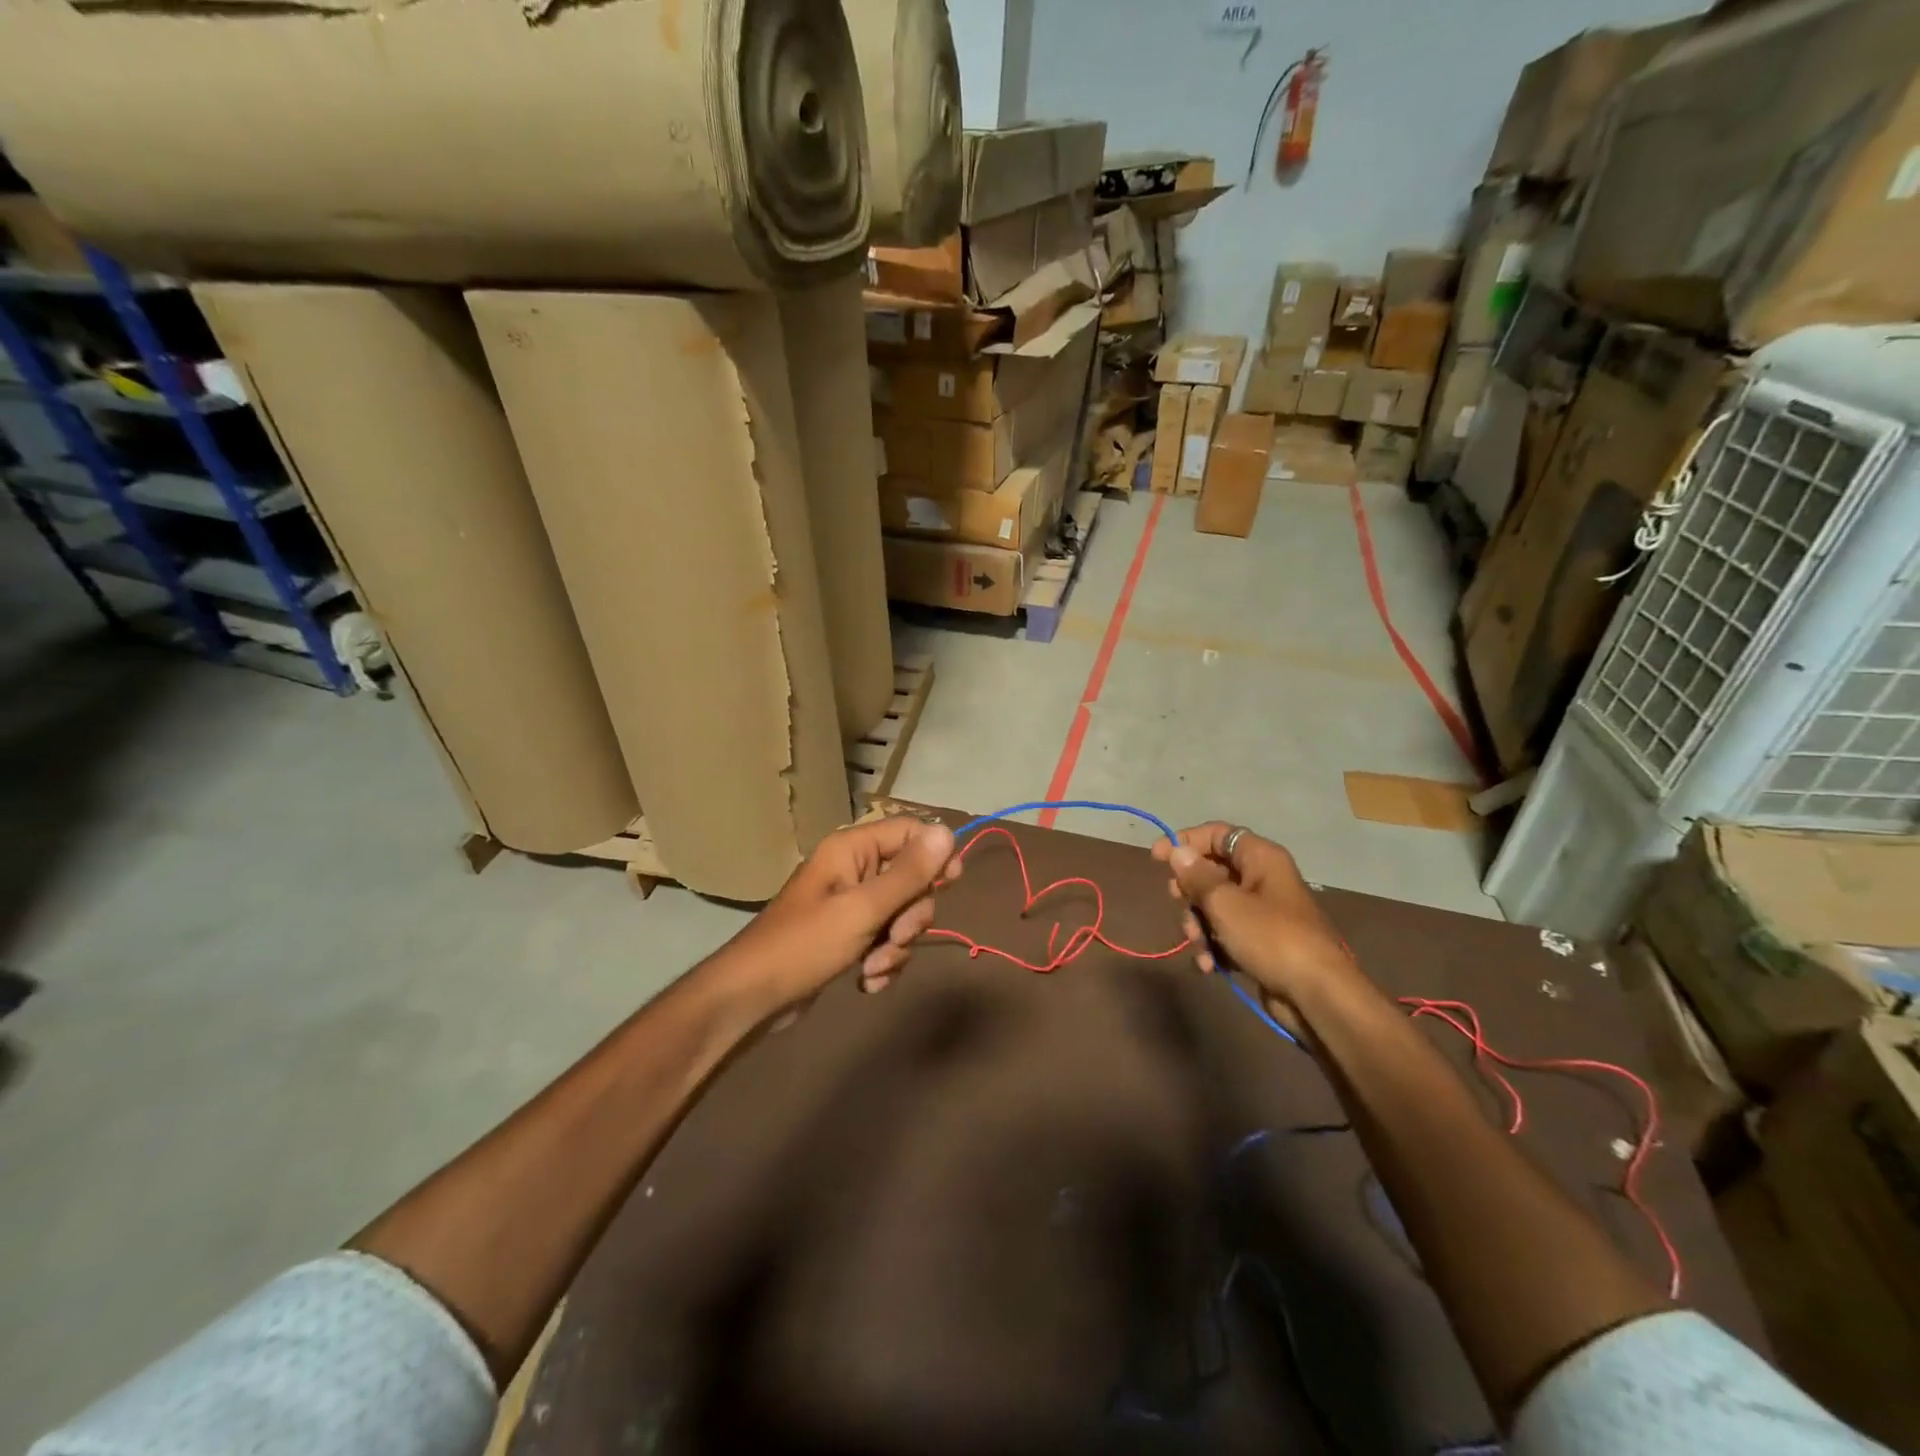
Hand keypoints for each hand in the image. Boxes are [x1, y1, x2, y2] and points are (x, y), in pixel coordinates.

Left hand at [715, 815, 959, 1012]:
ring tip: (874, 967)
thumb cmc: (805, 945)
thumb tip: (947, 831)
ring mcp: (851, 904)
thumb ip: (909, 874)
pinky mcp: (848, 936)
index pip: (910, 832)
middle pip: (911, 879)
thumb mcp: (863, 910)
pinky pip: (885, 939)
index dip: (935, 854)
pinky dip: (883, 961)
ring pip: (901, 914)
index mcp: (853, 849)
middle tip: (895, 937)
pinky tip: (868, 980)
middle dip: (911, 916)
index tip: (951, 882)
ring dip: (896, 946)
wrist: (752, 998)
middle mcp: (854, 869)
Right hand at [1151, 822, 1361, 1025]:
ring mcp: (1263, 913)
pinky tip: (1208, 964)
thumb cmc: (1270, 937)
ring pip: (1216, 906)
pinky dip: (1213, 946)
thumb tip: (1177, 851)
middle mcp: (1263, 879)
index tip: (1157, 858)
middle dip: (1190, 891)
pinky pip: (1226, 934)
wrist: (1316, 995)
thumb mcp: (1225, 903)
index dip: (1185, 841)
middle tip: (1177, 901)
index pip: (1217, 834)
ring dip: (1198, 924)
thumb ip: (1197, 876)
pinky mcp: (1261, 943)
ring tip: (1198, 943)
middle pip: (1213, 871)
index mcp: (1261, 858)